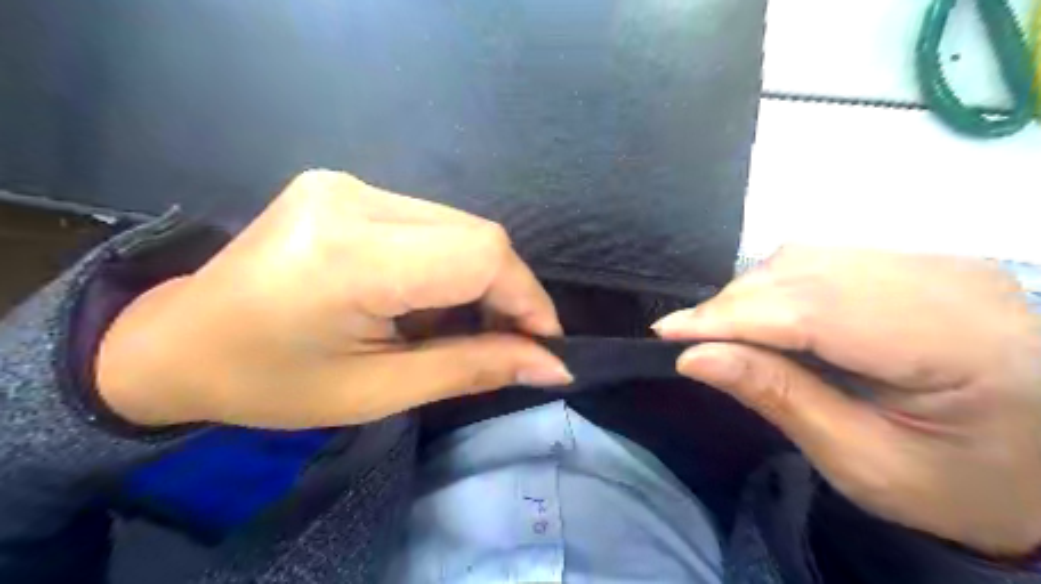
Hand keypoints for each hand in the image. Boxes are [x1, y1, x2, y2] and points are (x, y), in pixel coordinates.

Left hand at [97, 169, 568, 428]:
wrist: (177, 344)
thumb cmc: (269, 384)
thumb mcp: (377, 391)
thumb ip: (473, 368)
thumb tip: (553, 365)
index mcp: (349, 255)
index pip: (479, 254)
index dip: (526, 297)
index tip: (541, 344)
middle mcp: (351, 197)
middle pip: (476, 233)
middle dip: (506, 291)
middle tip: (504, 340)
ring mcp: (345, 183)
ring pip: (458, 225)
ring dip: (477, 277)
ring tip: (457, 324)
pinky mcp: (344, 185)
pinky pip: (430, 222)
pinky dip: (448, 262)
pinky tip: (426, 296)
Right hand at [654, 247, 1040, 555]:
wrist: (1036, 469)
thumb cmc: (955, 486)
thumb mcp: (862, 461)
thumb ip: (777, 397)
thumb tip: (694, 357)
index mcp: (963, 345)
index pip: (816, 311)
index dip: (731, 317)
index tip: (667, 331)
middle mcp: (952, 281)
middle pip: (806, 274)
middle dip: (732, 306)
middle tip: (688, 339)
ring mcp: (937, 262)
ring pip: (806, 258)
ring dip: (749, 294)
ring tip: (722, 333)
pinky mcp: (917, 262)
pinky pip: (822, 260)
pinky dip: (775, 287)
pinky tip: (762, 318)